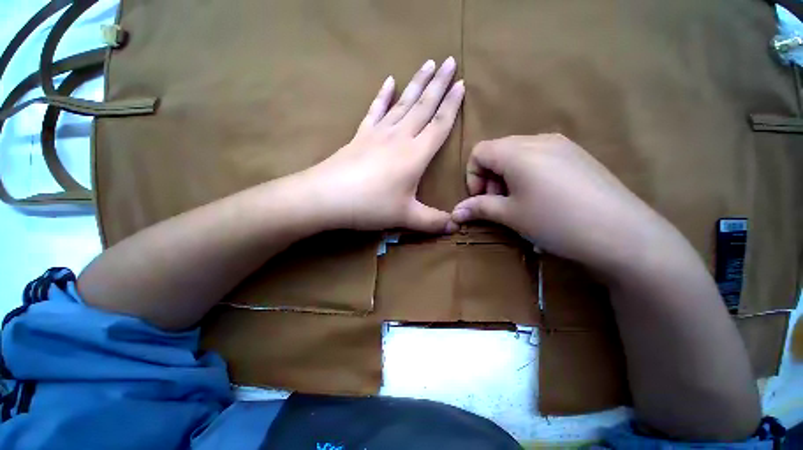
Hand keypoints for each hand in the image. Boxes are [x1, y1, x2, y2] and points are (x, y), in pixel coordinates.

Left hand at [300, 58, 464, 232]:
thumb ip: (432, 222)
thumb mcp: (406, 217)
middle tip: (450, 60)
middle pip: (423, 106)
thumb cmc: (371, 205)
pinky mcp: (361, 135)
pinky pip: (375, 110)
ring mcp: (378, 133)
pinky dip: (383, 95)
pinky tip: (389, 81)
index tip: (462, 83)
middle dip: (439, 83)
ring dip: (416, 82)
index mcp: (415, 155)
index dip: (452, 105)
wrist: (327, 197)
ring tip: (427, 63)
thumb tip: (456, 228)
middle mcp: (399, 137)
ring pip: (403, 103)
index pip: (439, 125)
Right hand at [451, 134, 675, 271]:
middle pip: (498, 151)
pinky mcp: (576, 155)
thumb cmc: (555, 221)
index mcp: (517, 151)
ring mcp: (561, 145)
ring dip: (507, 175)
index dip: (472, 175)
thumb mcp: (510, 215)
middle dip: (489, 177)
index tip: (482, 198)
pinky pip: (539, 156)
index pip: (479, 151)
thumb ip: (479, 208)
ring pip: (518, 153)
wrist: (622, 233)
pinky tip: (541, 196)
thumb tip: (455, 212)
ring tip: (519, 200)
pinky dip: (527, 173)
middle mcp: (538, 139)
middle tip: (499, 202)